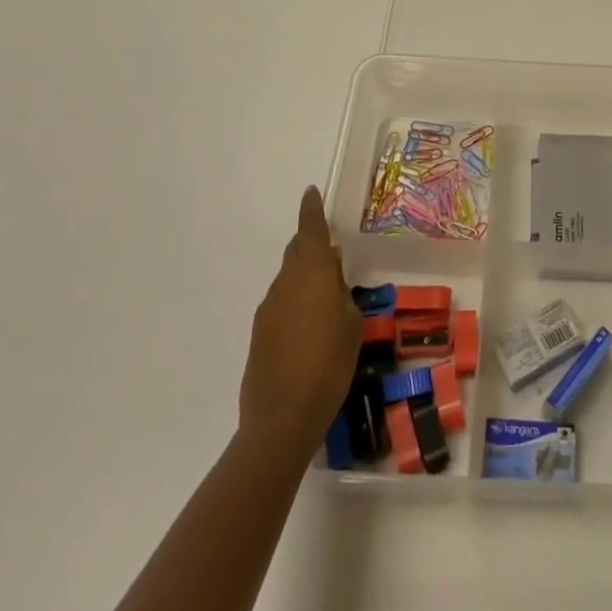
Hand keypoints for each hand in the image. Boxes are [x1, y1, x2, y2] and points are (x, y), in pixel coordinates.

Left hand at [238, 186, 360, 454]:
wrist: (281, 419)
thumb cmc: (328, 364)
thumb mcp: (351, 324)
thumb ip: (341, 293)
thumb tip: (331, 277)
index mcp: (311, 272)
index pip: (310, 229)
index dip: (311, 209)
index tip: (311, 191)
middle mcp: (285, 283)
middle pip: (297, 252)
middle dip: (311, 245)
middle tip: (332, 252)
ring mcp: (268, 309)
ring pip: (289, 279)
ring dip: (305, 279)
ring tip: (327, 298)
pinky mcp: (259, 335)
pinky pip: (282, 304)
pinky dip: (296, 303)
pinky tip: (310, 328)